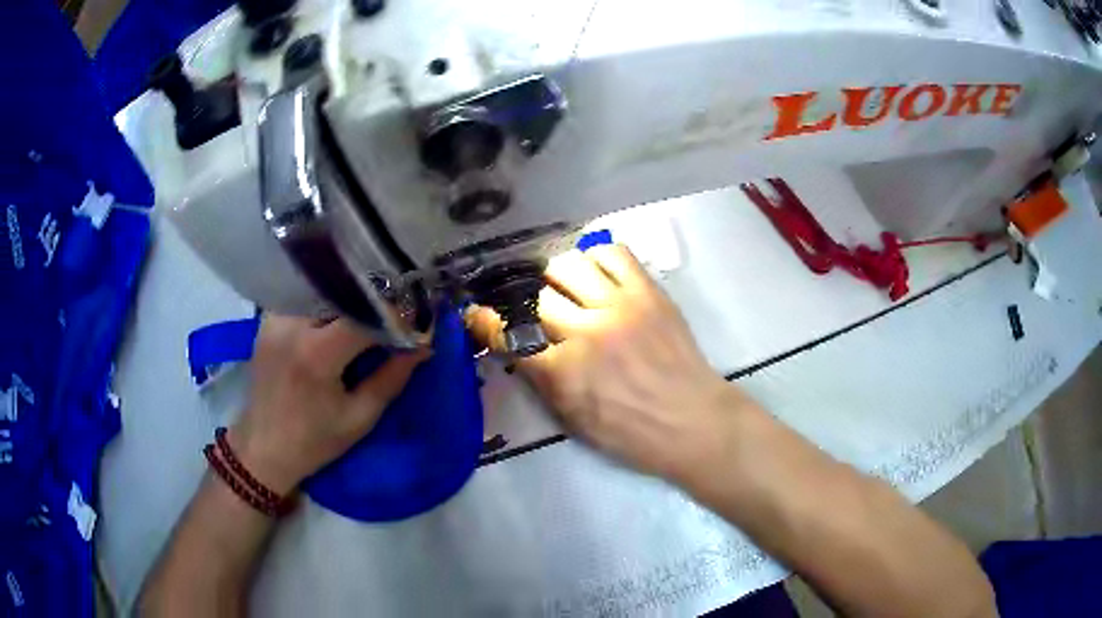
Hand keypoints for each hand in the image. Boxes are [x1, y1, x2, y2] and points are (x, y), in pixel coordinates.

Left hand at [230, 315, 428, 493]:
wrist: (262, 448)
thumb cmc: (314, 441)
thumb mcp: (359, 418)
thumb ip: (392, 378)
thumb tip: (423, 347)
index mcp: (316, 355)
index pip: (364, 316)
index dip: (394, 316)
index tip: (415, 322)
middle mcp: (292, 326)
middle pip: (342, 296)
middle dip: (373, 302)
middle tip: (395, 313)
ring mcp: (274, 320)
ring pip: (321, 292)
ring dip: (347, 300)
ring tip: (368, 312)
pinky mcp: (266, 321)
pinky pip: (302, 299)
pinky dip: (323, 304)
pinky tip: (335, 317)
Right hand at [466, 245, 760, 481]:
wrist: (692, 421)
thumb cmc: (632, 433)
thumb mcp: (574, 420)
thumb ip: (543, 380)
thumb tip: (521, 347)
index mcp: (563, 372)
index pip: (508, 336)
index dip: (485, 322)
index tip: (478, 313)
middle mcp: (585, 331)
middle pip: (536, 296)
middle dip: (529, 303)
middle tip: (539, 311)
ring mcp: (619, 305)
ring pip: (568, 264)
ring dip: (559, 277)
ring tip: (569, 289)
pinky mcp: (648, 291)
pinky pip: (613, 253)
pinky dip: (598, 259)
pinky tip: (600, 277)